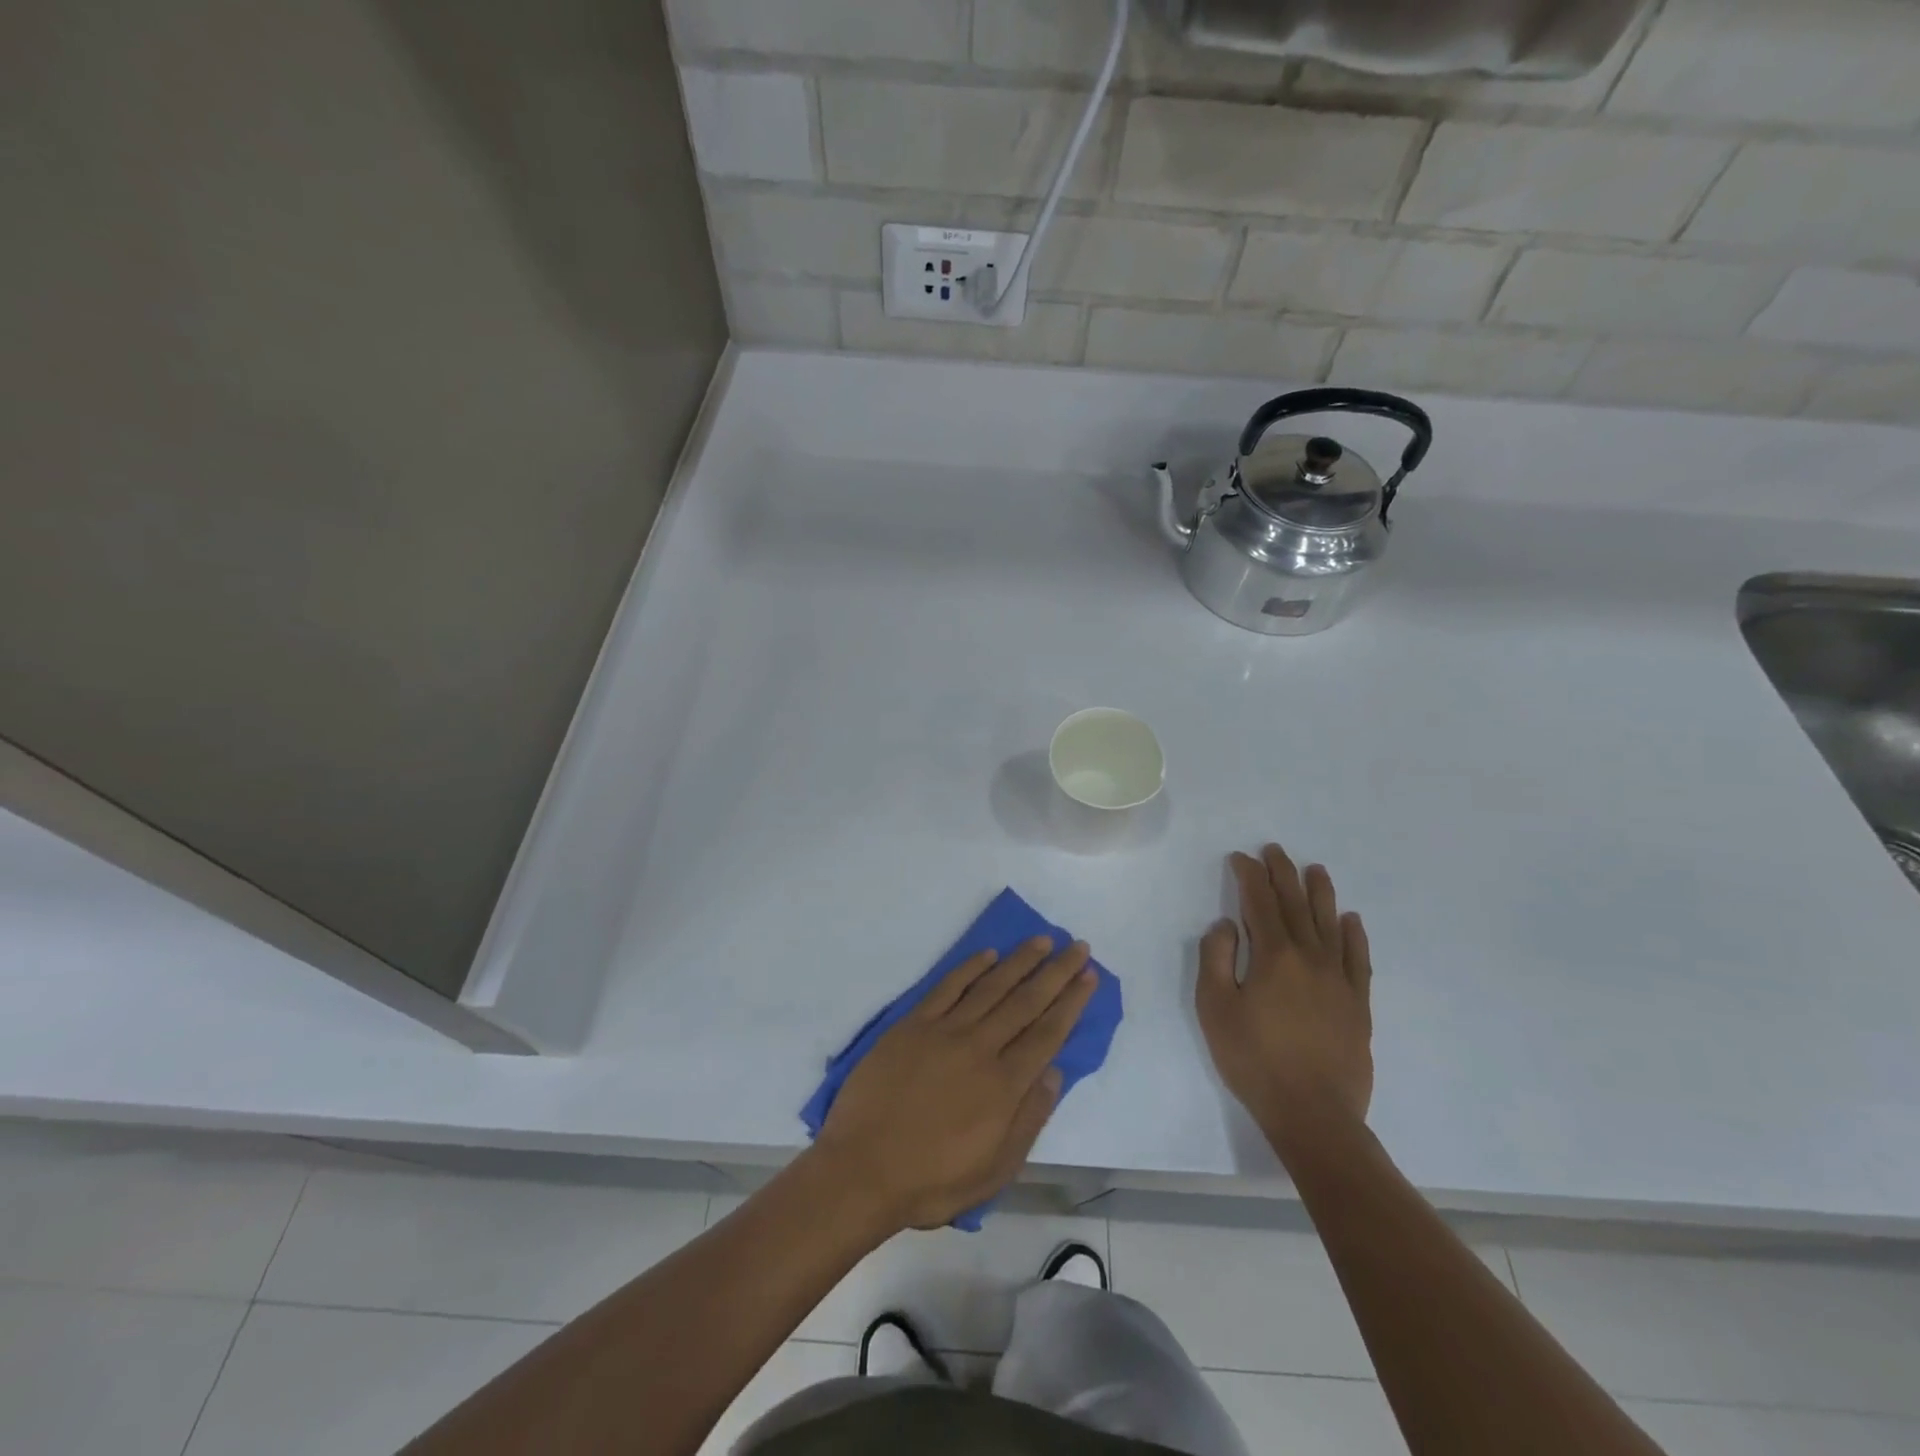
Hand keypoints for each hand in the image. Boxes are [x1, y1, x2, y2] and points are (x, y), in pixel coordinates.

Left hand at [814, 937, 1097, 1231]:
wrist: (861, 1170)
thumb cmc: (931, 1180)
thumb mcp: (994, 1170)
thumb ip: (1029, 1119)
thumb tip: (1055, 1073)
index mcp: (1004, 1085)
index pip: (1048, 1033)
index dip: (1071, 1002)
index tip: (1089, 976)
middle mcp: (980, 1048)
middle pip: (1027, 1001)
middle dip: (1057, 972)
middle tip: (1078, 946)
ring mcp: (944, 1031)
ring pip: (991, 986)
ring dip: (1020, 961)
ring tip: (1043, 940)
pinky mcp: (912, 1024)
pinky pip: (948, 987)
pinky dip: (970, 967)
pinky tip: (989, 954)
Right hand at [1196, 844, 1373, 1152]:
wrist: (1314, 1114)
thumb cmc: (1254, 1060)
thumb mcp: (1215, 1008)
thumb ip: (1215, 960)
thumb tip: (1226, 926)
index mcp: (1273, 956)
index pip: (1259, 903)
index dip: (1249, 876)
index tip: (1240, 858)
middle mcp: (1310, 957)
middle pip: (1295, 905)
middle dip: (1282, 874)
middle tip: (1275, 850)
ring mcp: (1339, 980)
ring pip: (1330, 924)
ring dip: (1320, 894)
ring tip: (1315, 869)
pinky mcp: (1358, 1004)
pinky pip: (1359, 959)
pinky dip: (1354, 935)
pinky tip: (1351, 920)